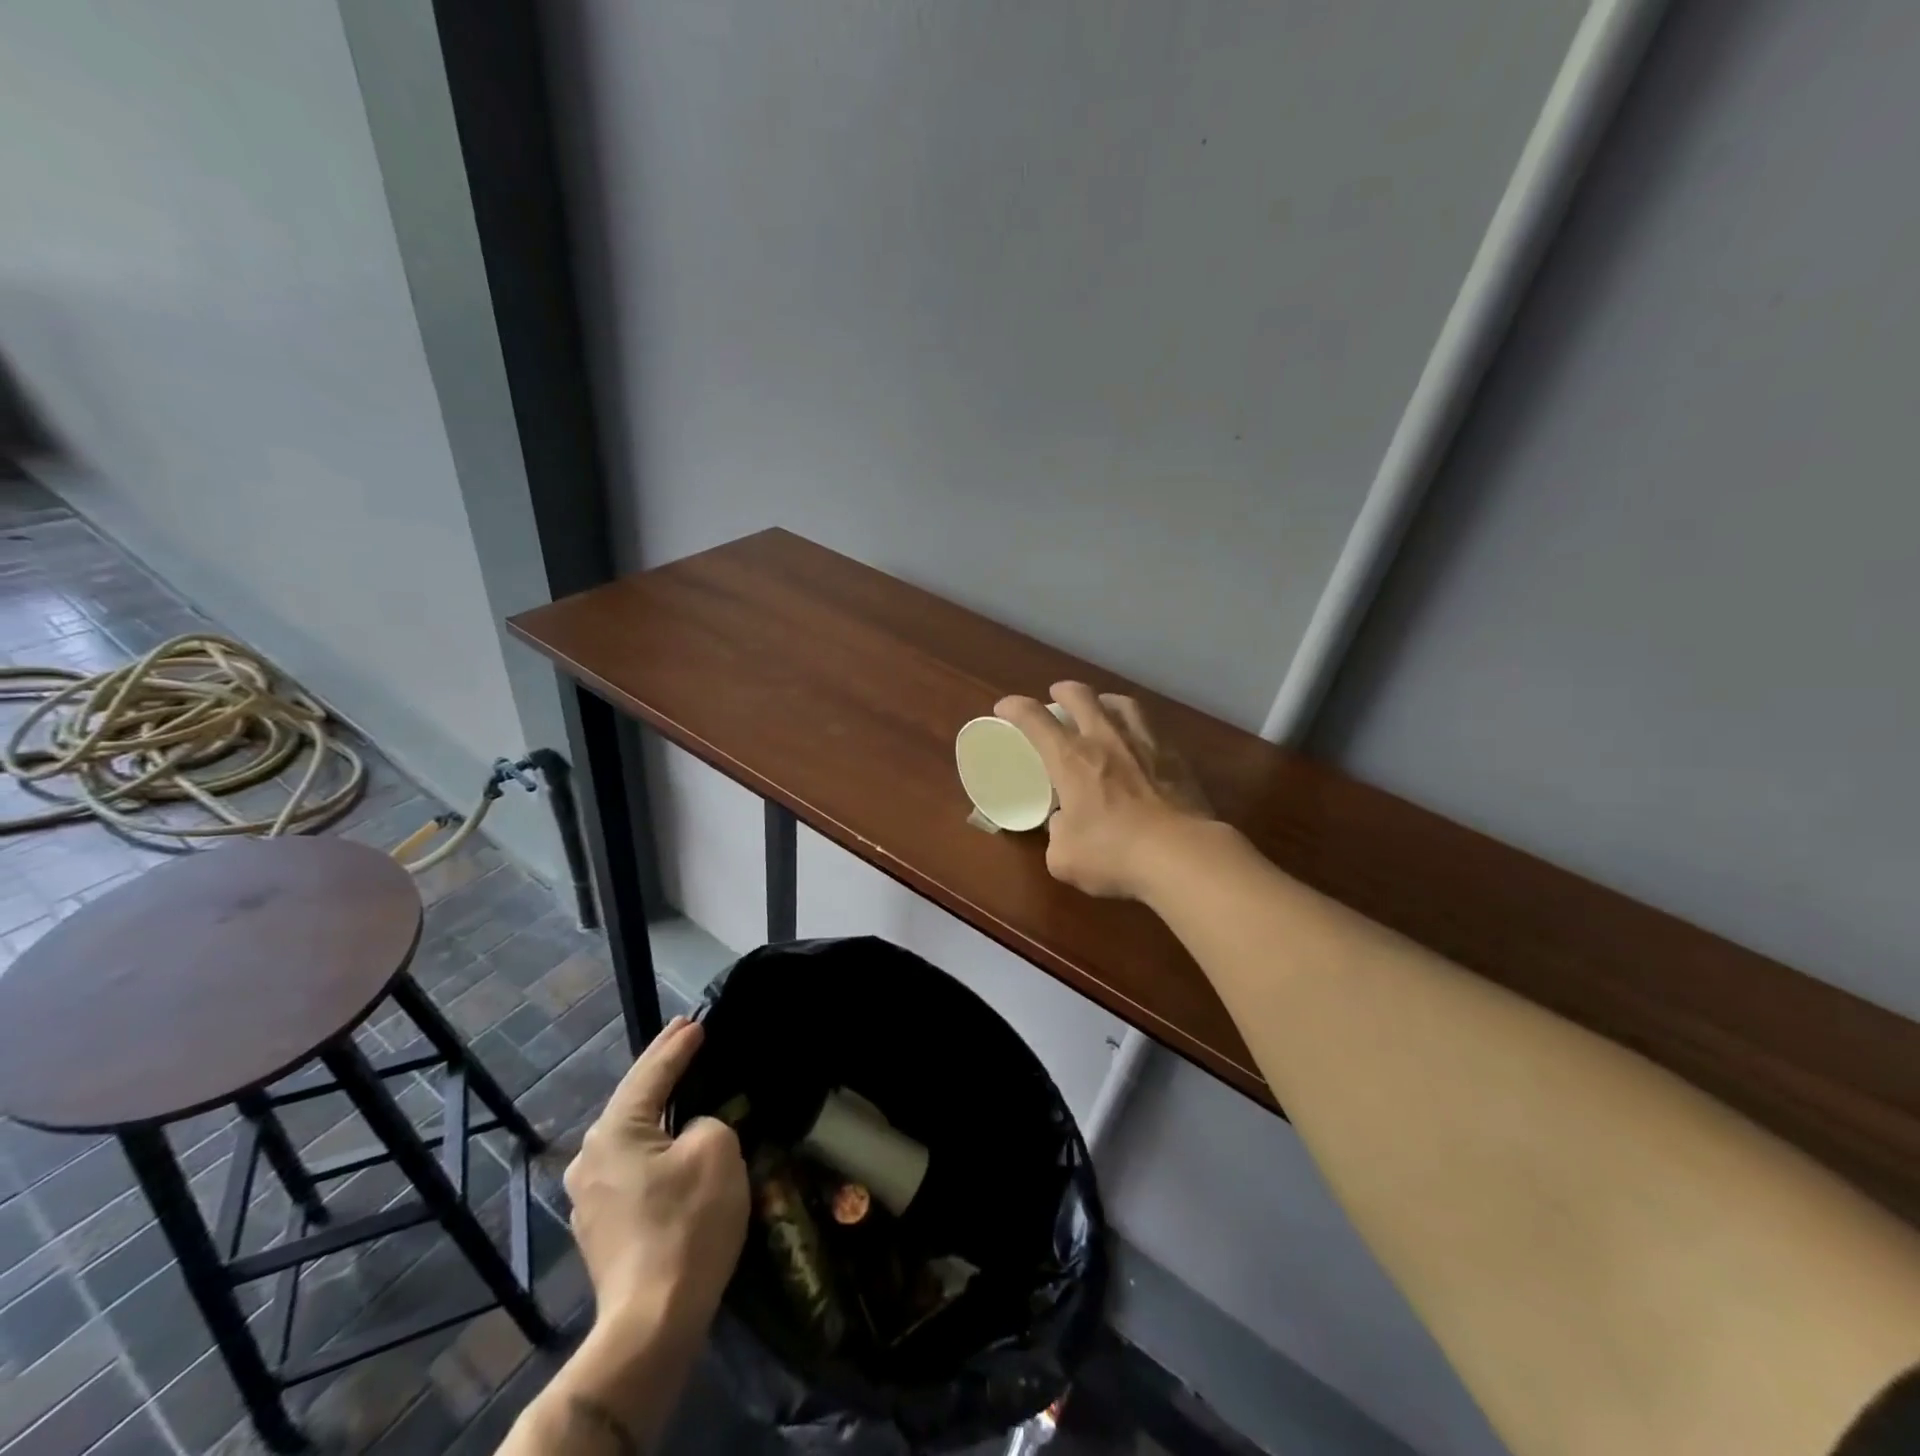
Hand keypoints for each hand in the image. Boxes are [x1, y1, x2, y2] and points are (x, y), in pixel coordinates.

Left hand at [563, 1016, 748, 1342]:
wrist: (652, 1323)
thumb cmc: (687, 1223)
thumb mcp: (716, 1149)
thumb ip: (705, 1121)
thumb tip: (689, 1133)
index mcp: (615, 1131)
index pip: (652, 1072)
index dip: (677, 1044)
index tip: (696, 1020)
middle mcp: (590, 1157)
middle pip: (634, 1100)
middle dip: (661, 1068)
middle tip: (684, 1037)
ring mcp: (589, 1197)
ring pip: (631, 1135)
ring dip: (657, 1109)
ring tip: (681, 1085)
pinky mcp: (601, 1227)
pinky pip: (632, 1166)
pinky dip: (654, 1144)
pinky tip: (671, 1142)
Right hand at [994, 681, 1214, 899]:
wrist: (1181, 855)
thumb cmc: (1113, 854)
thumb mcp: (1065, 857)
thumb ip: (1058, 834)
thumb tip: (1064, 824)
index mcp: (1071, 760)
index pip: (1035, 720)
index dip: (1016, 708)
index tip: (1005, 707)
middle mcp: (1106, 740)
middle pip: (1082, 697)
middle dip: (1064, 691)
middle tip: (1058, 695)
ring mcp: (1146, 744)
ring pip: (1123, 704)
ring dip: (1106, 701)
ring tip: (1103, 707)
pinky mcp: (1177, 759)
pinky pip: (1153, 730)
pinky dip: (1139, 729)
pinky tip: (1141, 742)